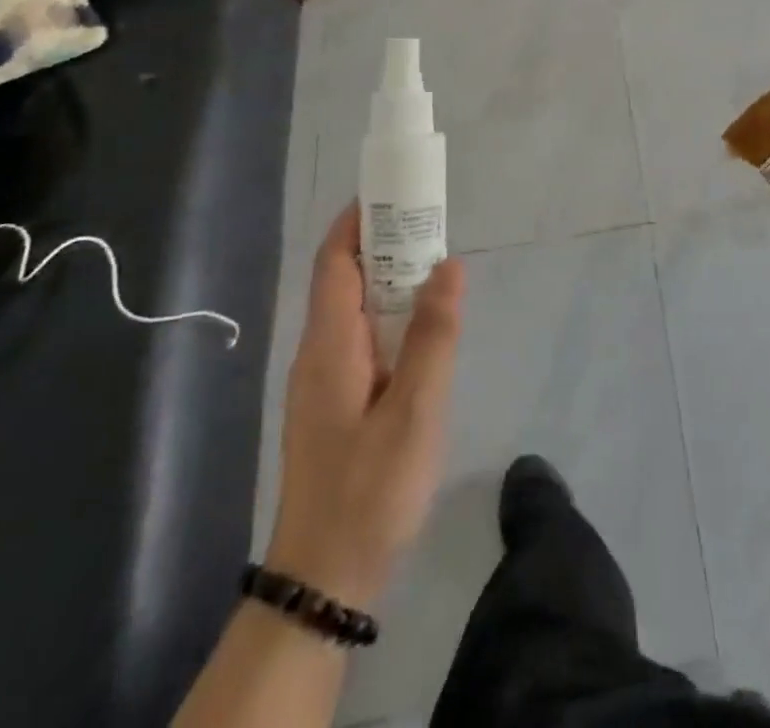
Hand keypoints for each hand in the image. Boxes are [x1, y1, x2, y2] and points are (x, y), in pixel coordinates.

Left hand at [265, 202, 464, 607]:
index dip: (359, 219)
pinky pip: (363, 338)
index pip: (335, 260)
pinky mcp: (336, 402)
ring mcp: (325, 379)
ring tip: (438, 266)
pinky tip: (425, 329)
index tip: (397, 190)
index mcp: (330, 343)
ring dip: (392, 279)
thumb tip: (449, 263)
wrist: (324, 579)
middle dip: (386, 243)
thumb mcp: (415, 410)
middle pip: (346, 277)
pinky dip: (392, 315)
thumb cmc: (370, 489)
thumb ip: (435, 335)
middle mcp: (320, 351)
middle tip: (435, 224)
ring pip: (356, 309)